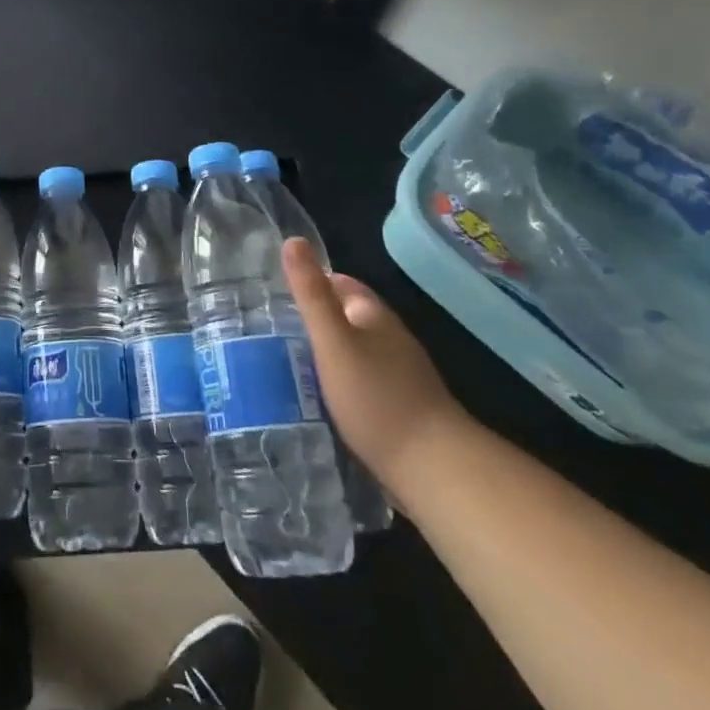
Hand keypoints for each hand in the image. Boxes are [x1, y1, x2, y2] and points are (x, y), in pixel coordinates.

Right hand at [283, 238, 465, 488]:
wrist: (434, 469)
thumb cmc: (376, 397)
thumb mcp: (333, 341)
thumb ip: (311, 294)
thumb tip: (293, 240)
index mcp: (375, 316)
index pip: (342, 284)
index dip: (313, 283)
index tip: (278, 295)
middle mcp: (391, 340)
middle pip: (350, 317)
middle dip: (317, 319)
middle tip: (275, 330)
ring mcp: (401, 376)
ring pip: (357, 351)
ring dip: (329, 353)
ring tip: (290, 363)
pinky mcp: (403, 409)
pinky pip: (364, 382)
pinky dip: (342, 382)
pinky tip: (322, 398)